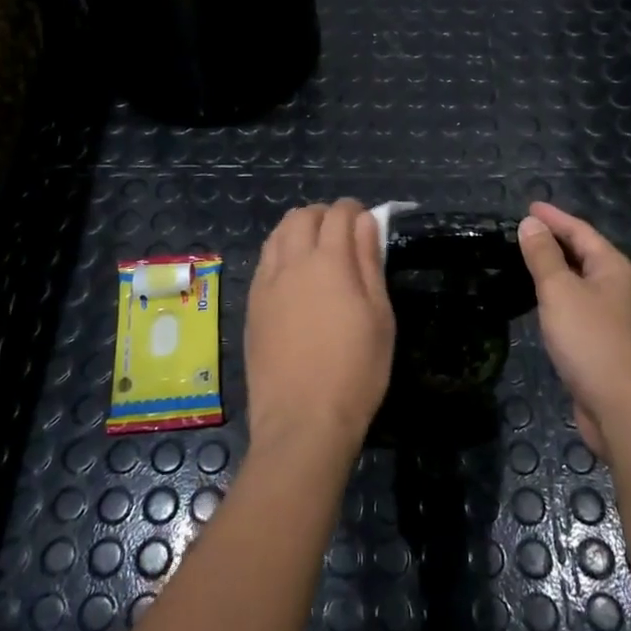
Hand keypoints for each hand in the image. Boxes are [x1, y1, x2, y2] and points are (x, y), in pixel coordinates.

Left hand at [244, 199, 394, 461]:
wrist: (302, 420)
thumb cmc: (355, 371)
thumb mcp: (379, 316)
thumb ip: (369, 262)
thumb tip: (366, 222)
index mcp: (329, 261)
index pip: (339, 214)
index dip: (354, 209)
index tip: (365, 220)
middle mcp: (292, 262)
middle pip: (302, 217)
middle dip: (324, 214)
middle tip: (342, 232)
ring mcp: (266, 283)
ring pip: (277, 234)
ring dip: (298, 228)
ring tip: (316, 247)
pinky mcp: (251, 305)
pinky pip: (264, 260)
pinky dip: (280, 251)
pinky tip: (292, 273)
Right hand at [517, 202, 630, 461]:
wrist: (621, 406)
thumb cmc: (590, 340)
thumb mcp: (559, 291)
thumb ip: (543, 255)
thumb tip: (530, 224)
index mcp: (614, 268)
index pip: (581, 231)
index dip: (554, 218)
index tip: (529, 207)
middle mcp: (621, 287)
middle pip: (586, 254)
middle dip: (557, 241)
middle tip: (525, 231)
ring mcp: (618, 317)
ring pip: (583, 282)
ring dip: (558, 269)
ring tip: (530, 261)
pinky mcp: (608, 343)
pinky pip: (581, 306)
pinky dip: (561, 296)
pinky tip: (544, 304)